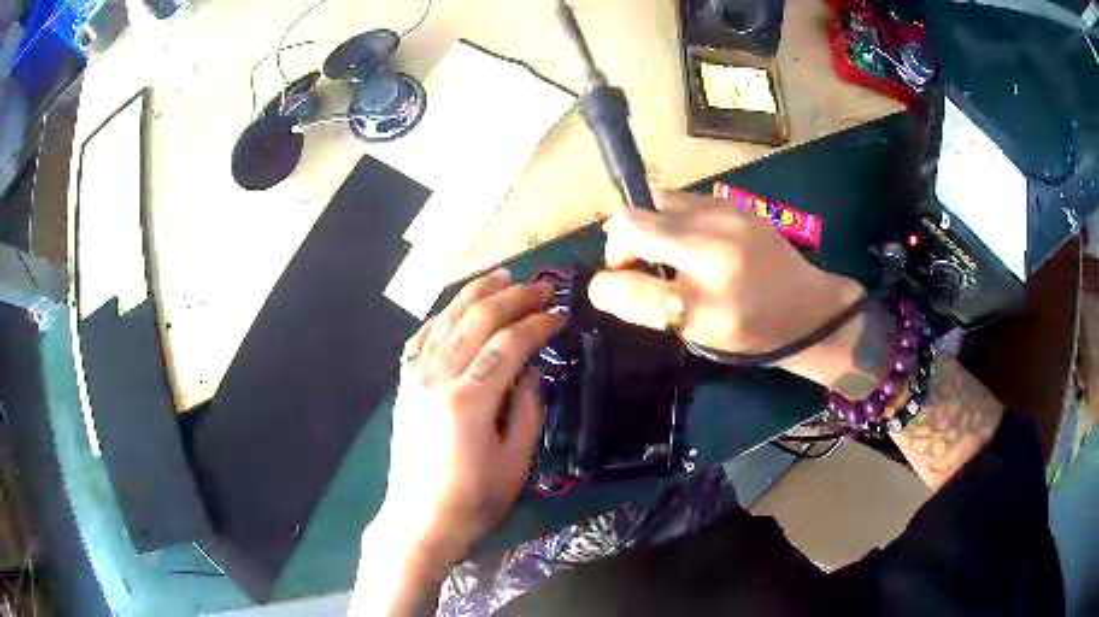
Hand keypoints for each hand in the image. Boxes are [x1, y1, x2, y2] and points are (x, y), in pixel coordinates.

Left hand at [370, 269, 565, 572]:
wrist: (421, 519)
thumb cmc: (474, 498)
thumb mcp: (516, 461)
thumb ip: (527, 409)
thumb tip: (531, 370)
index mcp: (469, 401)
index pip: (509, 345)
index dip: (537, 325)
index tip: (559, 315)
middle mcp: (438, 379)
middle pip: (477, 321)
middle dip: (512, 298)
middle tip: (540, 289)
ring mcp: (415, 379)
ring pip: (446, 321)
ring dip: (476, 295)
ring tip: (501, 277)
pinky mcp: (404, 386)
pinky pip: (420, 339)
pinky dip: (440, 317)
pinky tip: (455, 307)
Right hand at [588, 190, 866, 386]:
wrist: (811, 308)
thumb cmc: (756, 333)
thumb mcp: (701, 335)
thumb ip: (650, 308)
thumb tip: (607, 282)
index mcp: (706, 300)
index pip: (626, 283)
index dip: (607, 284)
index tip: (616, 287)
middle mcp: (712, 248)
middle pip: (631, 222)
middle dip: (620, 244)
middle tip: (638, 266)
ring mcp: (725, 216)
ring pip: (652, 202)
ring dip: (646, 226)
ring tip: (664, 250)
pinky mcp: (733, 202)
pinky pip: (679, 199)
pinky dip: (670, 217)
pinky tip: (690, 239)